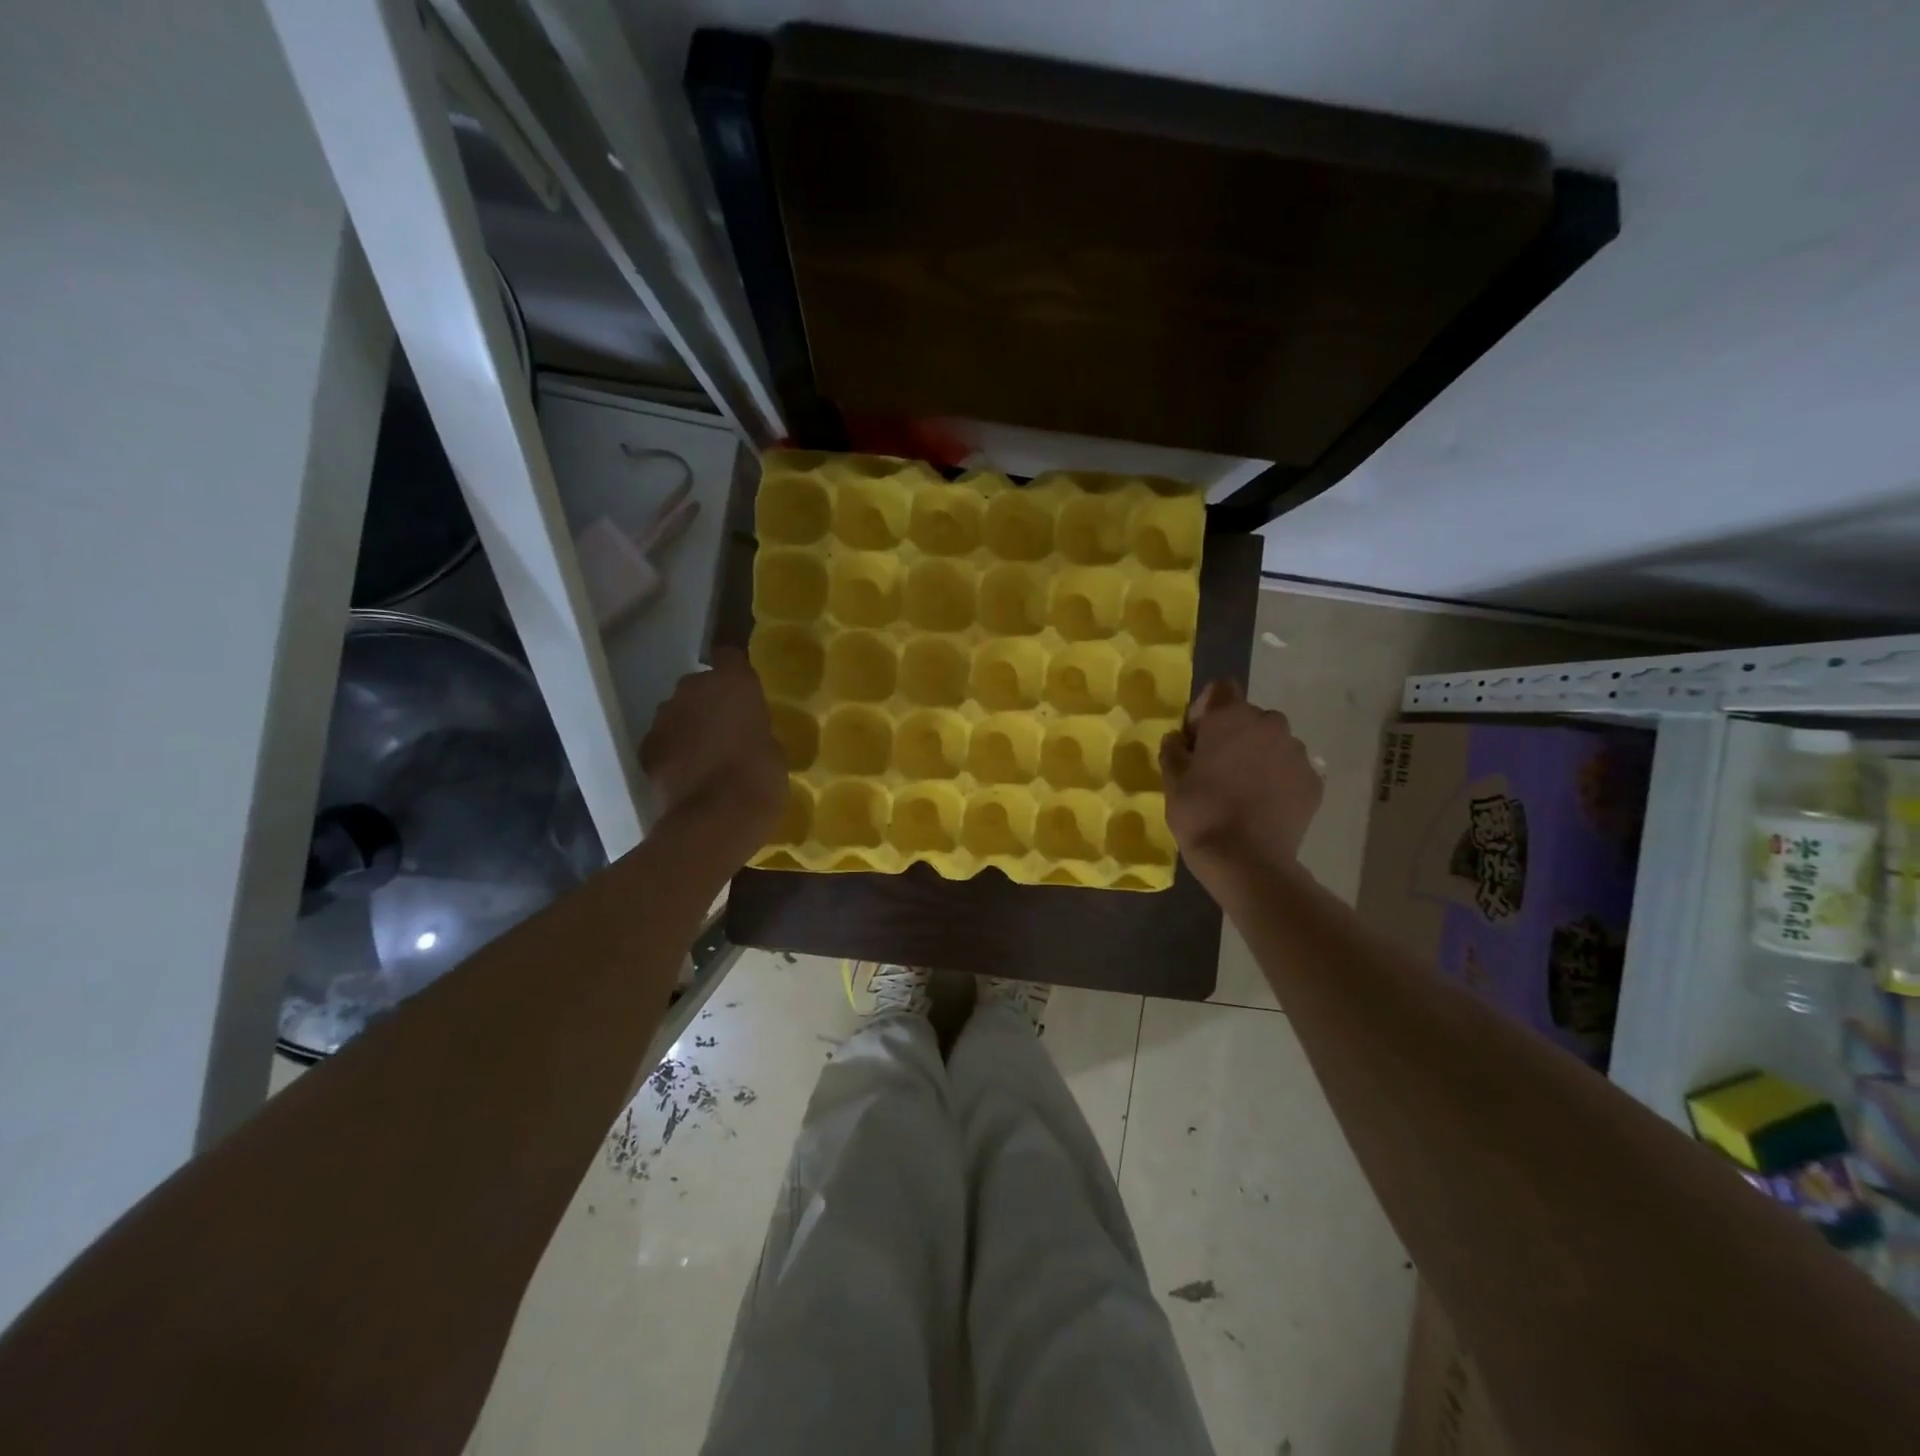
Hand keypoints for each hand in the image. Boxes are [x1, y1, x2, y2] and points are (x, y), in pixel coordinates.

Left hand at [640, 648, 785, 865]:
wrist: (713, 822)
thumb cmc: (759, 780)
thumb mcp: (775, 749)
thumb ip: (756, 729)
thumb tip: (745, 732)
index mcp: (733, 682)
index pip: (730, 655)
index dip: (735, 672)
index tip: (744, 692)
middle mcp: (692, 689)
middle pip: (700, 686)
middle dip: (711, 703)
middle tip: (729, 730)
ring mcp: (664, 717)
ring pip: (679, 712)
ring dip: (690, 726)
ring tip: (707, 756)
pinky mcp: (646, 748)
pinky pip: (664, 740)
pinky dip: (673, 751)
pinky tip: (688, 774)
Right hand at [1160, 679, 1321, 887]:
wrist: (1247, 860)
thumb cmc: (1201, 813)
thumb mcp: (1172, 780)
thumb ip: (1174, 750)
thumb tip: (1179, 739)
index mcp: (1231, 717)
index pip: (1220, 689)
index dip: (1205, 709)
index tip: (1196, 740)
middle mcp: (1270, 724)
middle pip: (1249, 718)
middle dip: (1234, 735)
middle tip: (1217, 768)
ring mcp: (1297, 753)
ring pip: (1273, 743)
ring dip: (1258, 757)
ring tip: (1243, 790)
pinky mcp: (1313, 782)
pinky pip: (1290, 770)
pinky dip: (1278, 780)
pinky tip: (1263, 806)